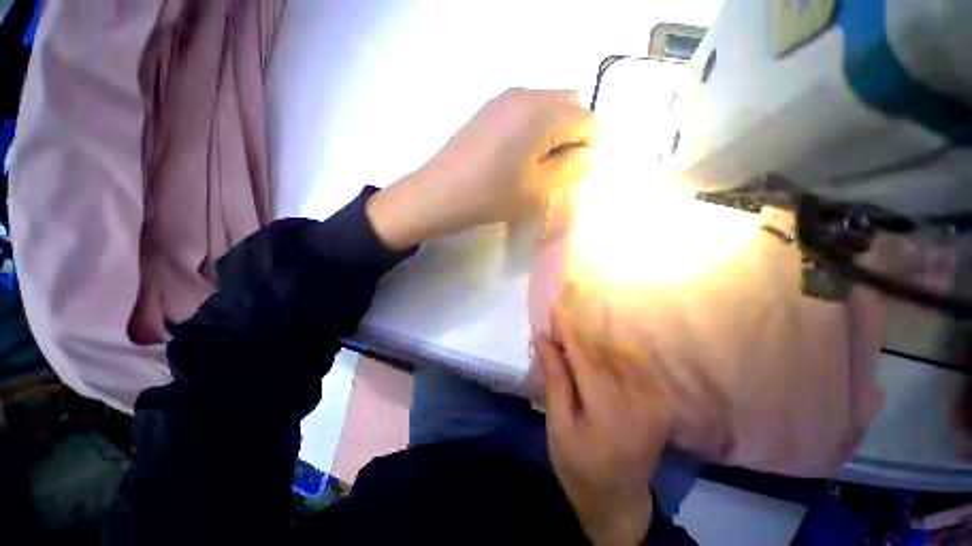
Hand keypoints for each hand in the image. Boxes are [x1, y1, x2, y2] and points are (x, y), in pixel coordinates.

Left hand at [367, 88, 594, 249]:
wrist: (440, 194)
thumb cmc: (491, 195)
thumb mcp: (537, 188)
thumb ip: (570, 167)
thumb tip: (588, 153)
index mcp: (542, 113)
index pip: (586, 119)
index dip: (586, 146)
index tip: (571, 171)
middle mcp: (526, 95)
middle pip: (569, 103)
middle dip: (572, 133)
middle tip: (556, 166)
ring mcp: (503, 99)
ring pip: (547, 105)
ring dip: (553, 130)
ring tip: (536, 163)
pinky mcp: (488, 110)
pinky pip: (525, 110)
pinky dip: (533, 127)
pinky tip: (517, 154)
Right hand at [535, 307, 671, 545]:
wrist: (618, 499)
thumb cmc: (578, 466)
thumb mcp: (558, 424)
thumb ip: (555, 378)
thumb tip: (544, 340)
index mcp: (611, 411)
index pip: (586, 358)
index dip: (569, 331)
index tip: (555, 310)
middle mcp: (641, 400)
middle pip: (603, 353)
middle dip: (577, 339)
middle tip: (556, 334)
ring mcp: (656, 399)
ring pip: (618, 354)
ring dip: (593, 347)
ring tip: (572, 351)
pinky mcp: (661, 400)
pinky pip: (633, 363)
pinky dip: (611, 355)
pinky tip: (596, 360)